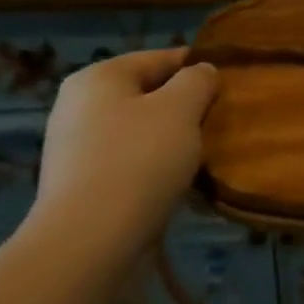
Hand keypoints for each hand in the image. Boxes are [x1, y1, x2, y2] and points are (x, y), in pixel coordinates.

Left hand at [29, 49, 218, 257]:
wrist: (86, 245)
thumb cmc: (137, 162)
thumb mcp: (180, 109)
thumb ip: (197, 81)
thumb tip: (202, 72)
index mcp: (98, 77)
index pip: (160, 58)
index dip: (197, 68)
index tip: (228, 86)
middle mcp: (79, 106)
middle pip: (148, 95)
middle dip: (184, 108)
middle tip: (218, 124)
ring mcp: (75, 148)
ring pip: (140, 131)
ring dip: (170, 141)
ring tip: (202, 156)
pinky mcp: (80, 185)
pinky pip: (128, 163)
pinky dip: (153, 168)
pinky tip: (175, 184)